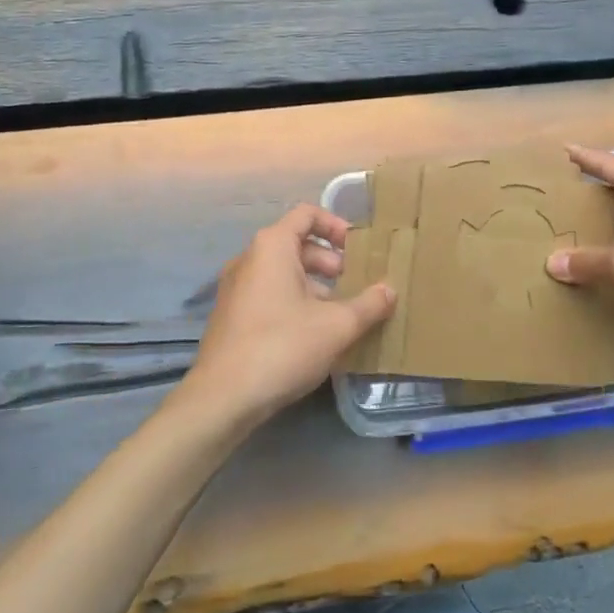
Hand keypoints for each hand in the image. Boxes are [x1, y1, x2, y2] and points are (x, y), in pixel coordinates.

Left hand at [177, 204, 395, 426]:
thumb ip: (369, 305)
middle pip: (297, 244)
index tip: (360, 249)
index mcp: (272, 247)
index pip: (307, 214)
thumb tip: (390, 290)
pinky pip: (270, 295)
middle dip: (331, 262)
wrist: (223, 397)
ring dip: (315, 286)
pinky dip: (295, 302)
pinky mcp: (232, 316)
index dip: (336, 225)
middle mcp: (249, 259)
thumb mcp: (337, 326)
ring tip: (342, 313)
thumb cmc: (283, 347)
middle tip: (357, 285)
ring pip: (284, 273)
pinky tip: (315, 334)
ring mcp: (236, 288)